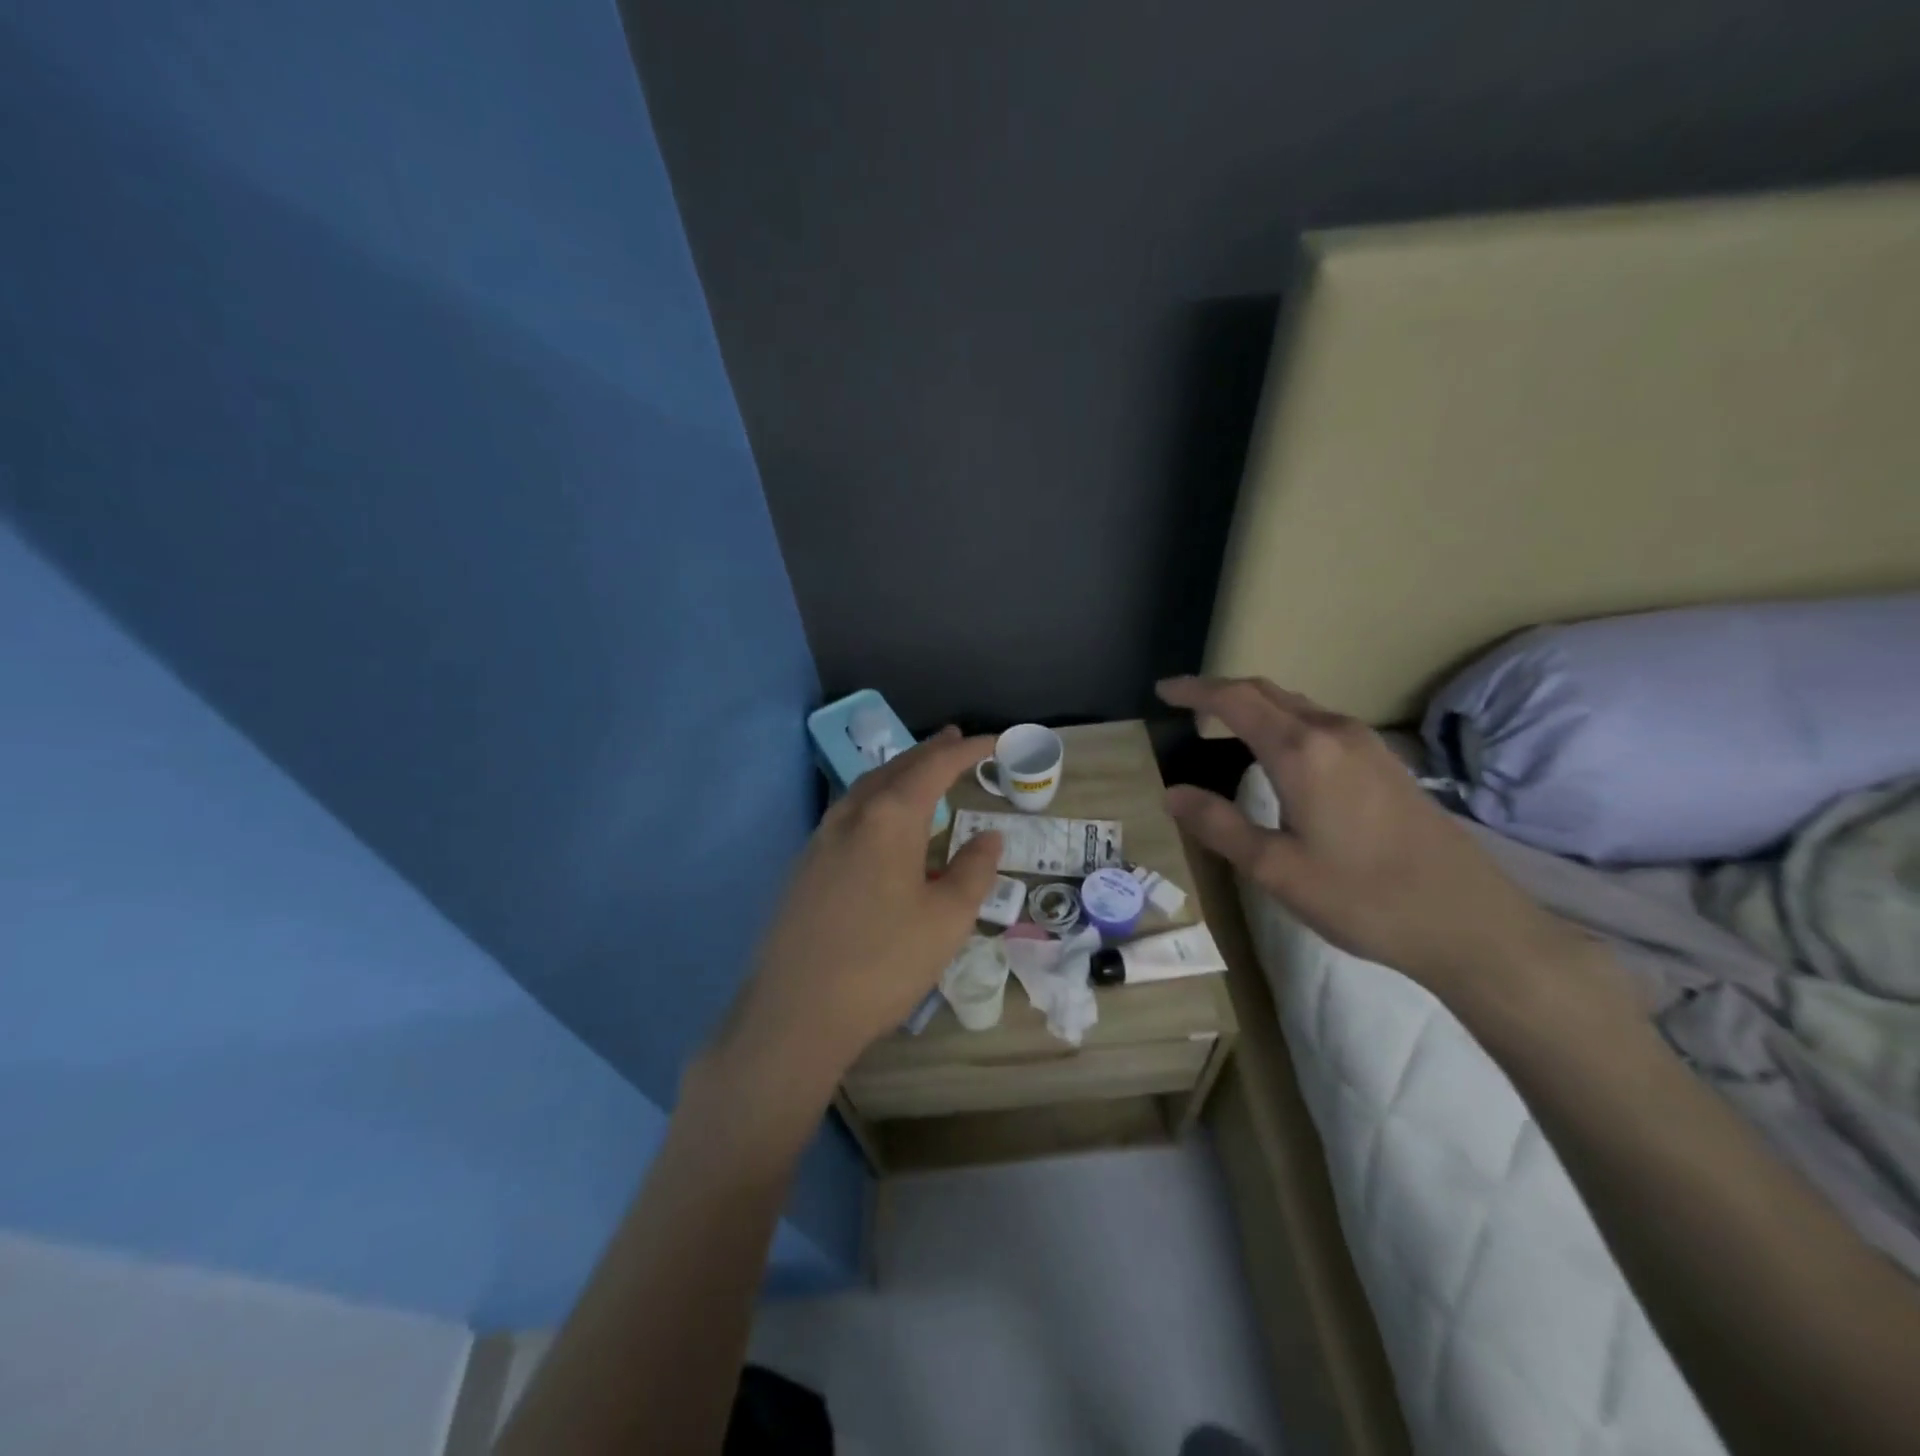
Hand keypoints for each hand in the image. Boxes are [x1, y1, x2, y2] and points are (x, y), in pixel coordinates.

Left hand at [709, 727, 1003, 1101]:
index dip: (968, 750)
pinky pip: (848, 813)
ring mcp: (820, 839)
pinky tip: (882, 824)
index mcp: (888, 818)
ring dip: (899, 774)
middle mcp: (850, 816)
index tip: (997, 742)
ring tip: (923, 773)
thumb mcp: (947, 920)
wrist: (795, 1013)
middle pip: (895, 769)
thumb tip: (989, 836)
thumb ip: (973, 870)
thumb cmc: (883, 964)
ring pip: (865, 788)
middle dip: (930, 753)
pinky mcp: (804, 866)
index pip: (935, 767)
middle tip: (958, 743)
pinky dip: (876, 800)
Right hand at [1157, 676, 1582, 1002]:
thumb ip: (1219, 825)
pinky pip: (1321, 723)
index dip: (1195, 690)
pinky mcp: (1387, 763)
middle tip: (1185, 704)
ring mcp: (1367, 744)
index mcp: (1302, 751)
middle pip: (1267, 692)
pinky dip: (1285, 721)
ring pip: (1297, 705)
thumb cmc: (1362, 897)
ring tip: (1222, 725)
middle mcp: (1334, 732)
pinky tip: (1280, 751)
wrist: (1469, 922)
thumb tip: (1172, 793)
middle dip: (1221, 691)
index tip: (1163, 691)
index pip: (1235, 700)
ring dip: (1256, 705)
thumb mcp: (1276, 868)